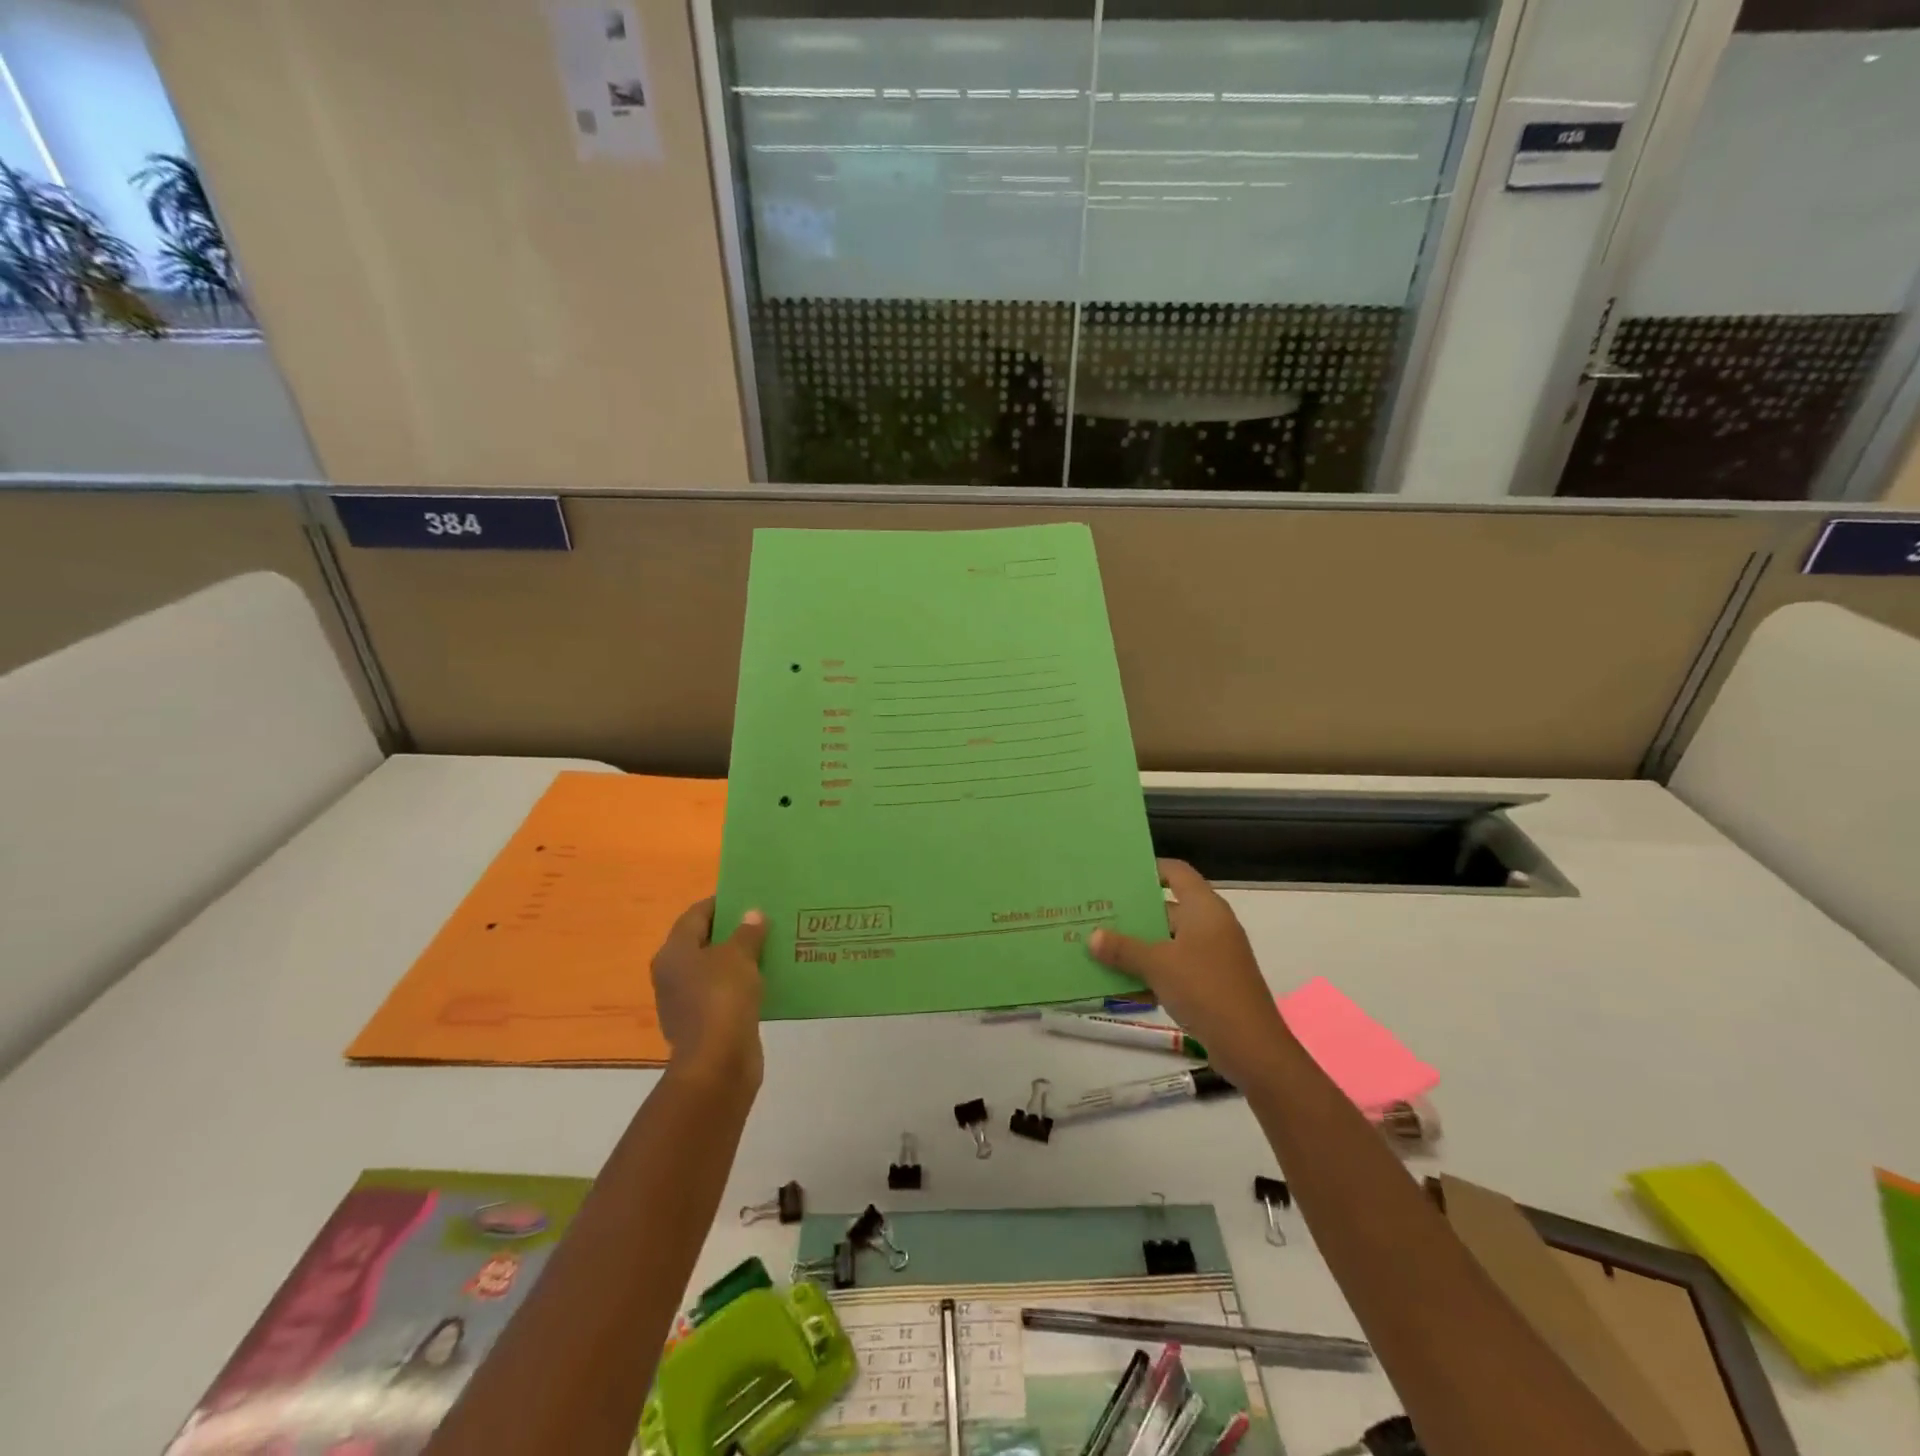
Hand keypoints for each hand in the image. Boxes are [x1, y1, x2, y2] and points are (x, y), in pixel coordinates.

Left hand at [651, 898, 767, 1086]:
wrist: (718, 1063)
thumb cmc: (722, 998)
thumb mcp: (739, 956)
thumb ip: (747, 932)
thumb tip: (753, 914)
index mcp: (674, 952)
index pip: (696, 915)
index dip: (721, 903)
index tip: (749, 896)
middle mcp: (674, 974)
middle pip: (704, 942)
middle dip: (733, 931)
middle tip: (764, 919)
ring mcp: (687, 1001)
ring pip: (716, 969)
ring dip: (740, 959)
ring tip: (771, 946)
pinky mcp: (705, 1023)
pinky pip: (725, 993)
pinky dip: (743, 984)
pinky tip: (768, 979)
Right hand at [1087, 859, 1288, 1089]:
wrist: (1251, 1047)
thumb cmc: (1205, 989)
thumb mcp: (1158, 965)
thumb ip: (1124, 949)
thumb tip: (1092, 937)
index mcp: (1205, 909)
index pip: (1177, 873)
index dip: (1151, 868)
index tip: (1119, 874)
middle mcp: (1211, 926)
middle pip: (1168, 908)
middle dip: (1134, 913)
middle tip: (1099, 912)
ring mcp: (1212, 956)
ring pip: (1168, 941)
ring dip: (1138, 946)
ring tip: (1101, 946)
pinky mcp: (1210, 983)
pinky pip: (1174, 968)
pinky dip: (1151, 972)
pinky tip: (1121, 984)